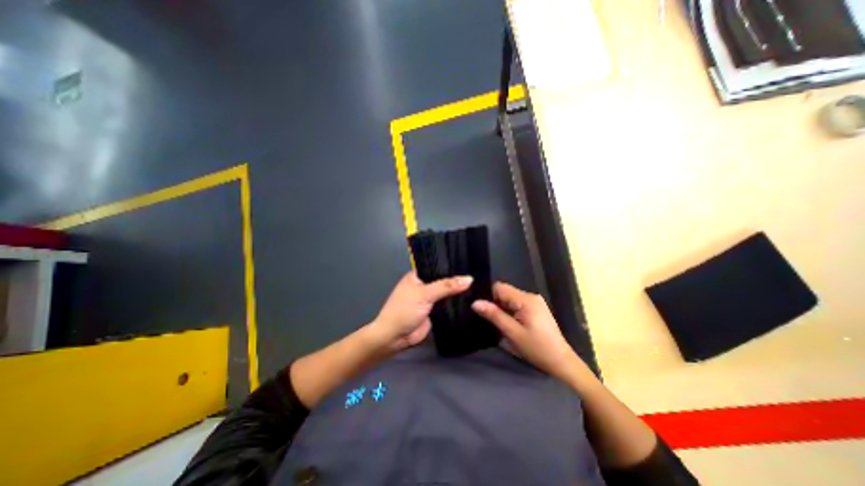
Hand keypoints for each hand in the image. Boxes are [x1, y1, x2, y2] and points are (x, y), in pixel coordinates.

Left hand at [366, 273, 469, 351]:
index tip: (468, 259)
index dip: (450, 264)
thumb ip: (446, 286)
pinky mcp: (434, 311)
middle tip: (478, 271)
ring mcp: (429, 298)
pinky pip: (447, 304)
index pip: (436, 265)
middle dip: (456, 278)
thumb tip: (469, 279)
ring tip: (478, 283)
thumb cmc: (404, 310)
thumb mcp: (424, 294)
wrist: (395, 337)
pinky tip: (472, 297)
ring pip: (446, 292)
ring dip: (457, 291)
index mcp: (417, 276)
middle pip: (443, 279)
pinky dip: (456, 302)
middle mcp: (423, 285)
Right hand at [470, 283, 584, 380]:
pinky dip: (511, 312)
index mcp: (525, 299)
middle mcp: (530, 296)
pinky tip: (512, 325)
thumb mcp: (512, 333)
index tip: (486, 312)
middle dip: (497, 305)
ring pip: (510, 299)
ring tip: (503, 326)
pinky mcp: (537, 308)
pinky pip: (518, 304)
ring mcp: (535, 302)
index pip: (499, 287)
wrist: (561, 362)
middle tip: (494, 322)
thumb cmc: (536, 348)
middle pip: (505, 292)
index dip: (490, 297)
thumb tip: (475, 302)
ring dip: (504, 310)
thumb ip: (494, 315)